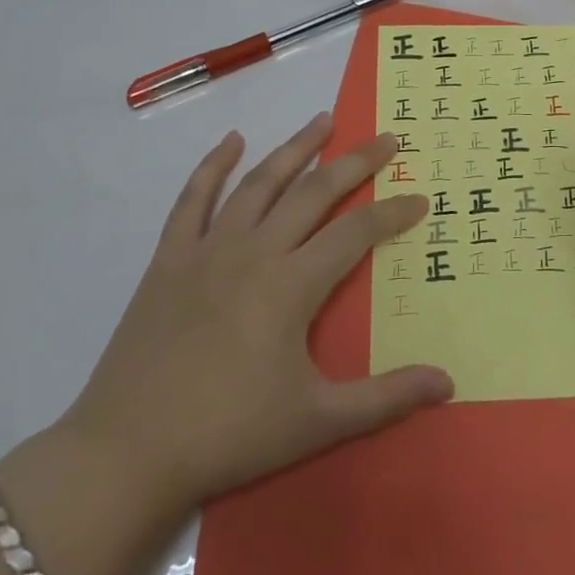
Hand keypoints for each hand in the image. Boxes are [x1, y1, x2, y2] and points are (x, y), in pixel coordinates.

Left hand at [62, 114, 451, 513]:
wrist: (126, 453)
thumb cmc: (230, 434)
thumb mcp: (318, 422)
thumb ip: (386, 397)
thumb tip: (448, 382)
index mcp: (292, 285)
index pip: (356, 232)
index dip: (393, 212)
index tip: (420, 197)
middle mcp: (254, 252)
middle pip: (314, 192)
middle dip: (355, 162)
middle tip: (386, 137)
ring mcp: (208, 250)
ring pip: (259, 183)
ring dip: (295, 148)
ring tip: (322, 121)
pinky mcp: (170, 260)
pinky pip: (193, 200)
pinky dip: (213, 166)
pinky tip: (232, 141)